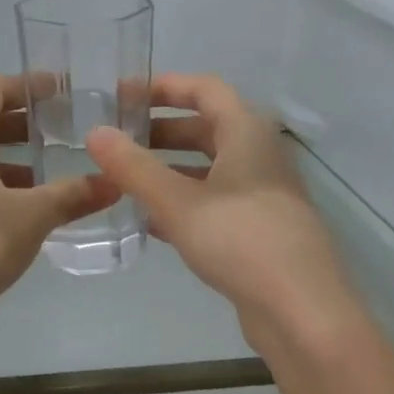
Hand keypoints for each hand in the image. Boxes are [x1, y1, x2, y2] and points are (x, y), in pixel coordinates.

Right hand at [87, 74, 356, 339]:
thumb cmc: (240, 240)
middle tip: (120, 143)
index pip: (206, 90)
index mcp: (247, 134)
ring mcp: (263, 196)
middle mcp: (260, 157)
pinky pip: (216, 204)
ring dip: (171, 172)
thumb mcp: (178, 203)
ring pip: (211, 171)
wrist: (299, 306)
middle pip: (208, 130)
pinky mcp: (260, 231)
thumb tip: (95, 134)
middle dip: (162, 133)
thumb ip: (135, 169)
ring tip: (128, 183)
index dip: (165, 87)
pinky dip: (185, 205)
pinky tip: (154, 223)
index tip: (124, 96)